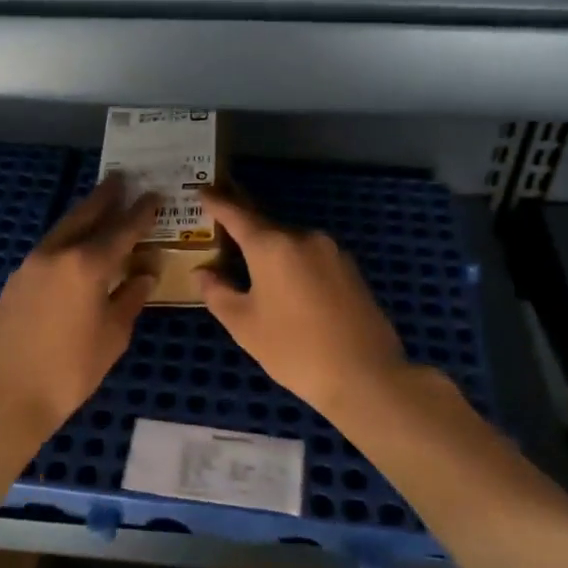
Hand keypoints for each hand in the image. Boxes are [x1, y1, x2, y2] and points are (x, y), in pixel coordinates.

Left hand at [0, 177, 158, 477]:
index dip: (141, 212)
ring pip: (63, 227)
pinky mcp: (16, 279)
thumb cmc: (70, 371)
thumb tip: (144, 273)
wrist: (5, 396)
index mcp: (87, 265)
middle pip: (86, 215)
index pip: (121, 229)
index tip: (155, 195)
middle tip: (122, 178)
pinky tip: (74, 244)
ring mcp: (31, 264)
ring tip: (101, 203)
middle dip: (106, 196)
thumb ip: (130, 298)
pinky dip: (67, 236)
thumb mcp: (112, 336)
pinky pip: (49, 246)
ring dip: (84, 213)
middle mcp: (58, 253)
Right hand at [196, 189, 412, 419]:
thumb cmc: (294, 350)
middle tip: (222, 232)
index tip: (202, 191)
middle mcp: (303, 237)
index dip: (216, 202)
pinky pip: (311, 256)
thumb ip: (217, 292)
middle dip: (243, 228)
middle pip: (265, 226)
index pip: (236, 214)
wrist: (366, 375)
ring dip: (270, 249)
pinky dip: (293, 262)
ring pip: (290, 242)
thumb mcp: (244, 325)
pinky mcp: (350, 269)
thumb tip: (203, 272)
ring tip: (253, 268)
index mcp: (272, 245)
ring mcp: (331, 251)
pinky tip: (288, 286)